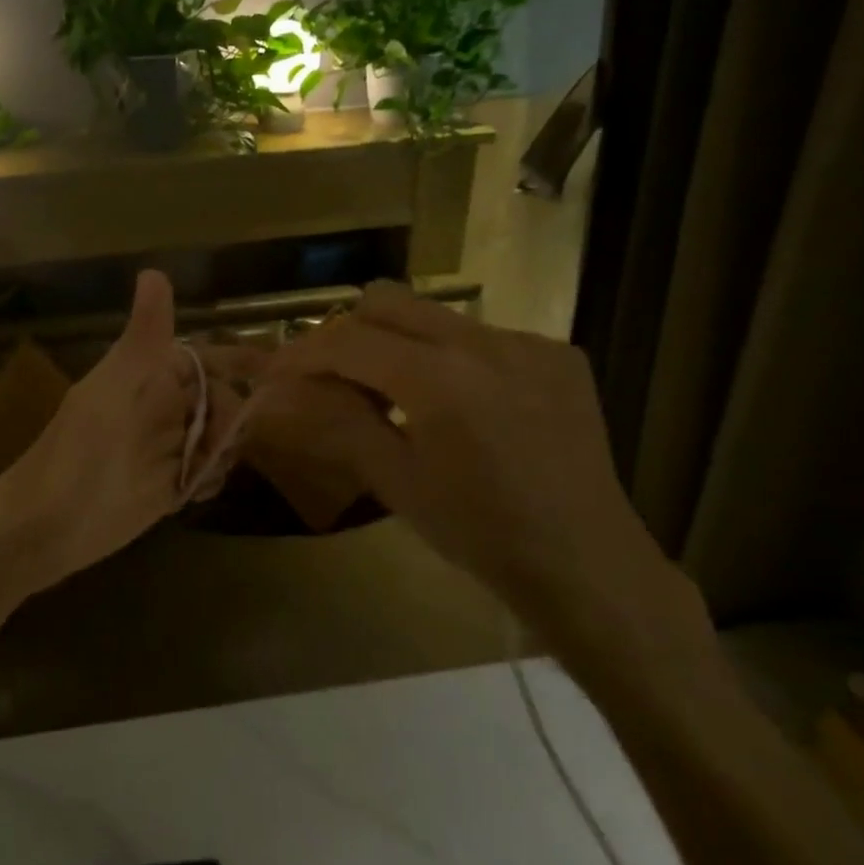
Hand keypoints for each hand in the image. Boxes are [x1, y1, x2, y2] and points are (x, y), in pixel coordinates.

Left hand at [0, 270, 245, 605]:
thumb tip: (154, 271)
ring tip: (202, 470)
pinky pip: (206, 473)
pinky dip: (211, 479)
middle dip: (230, 416)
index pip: (204, 360)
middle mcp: (161, 409)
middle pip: (220, 400)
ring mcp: (165, 449)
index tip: (276, 370)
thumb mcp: (113, 390)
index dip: (238, 362)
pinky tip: (197, 491)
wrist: (44, 527)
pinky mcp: (168, 486)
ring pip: (217, 437)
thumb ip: (142, 339)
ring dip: (223, 450)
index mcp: (148, 378)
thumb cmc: (76, 453)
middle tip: (216, 442)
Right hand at [262, 282, 707, 656]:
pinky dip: (453, 358)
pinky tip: (464, 404)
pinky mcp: (558, 354)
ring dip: (400, 342)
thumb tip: (291, 390)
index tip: (275, 370)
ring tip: (398, 392)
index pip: (347, 341)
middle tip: (333, 375)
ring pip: (435, 315)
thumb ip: (340, 420)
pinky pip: (483, 336)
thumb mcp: (396, 481)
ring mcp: (527, 343)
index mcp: (437, 379)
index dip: (302, 352)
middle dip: (347, 331)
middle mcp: (483, 342)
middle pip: (387, 300)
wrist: (587, 564)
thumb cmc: (479, 532)